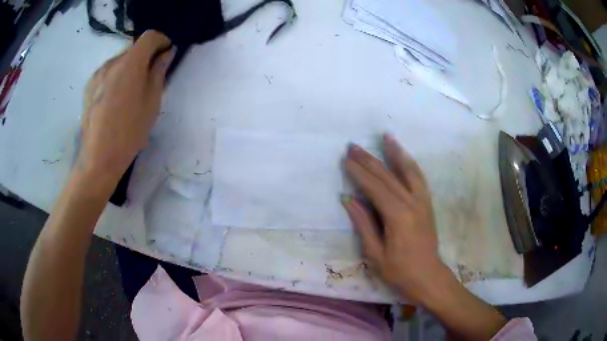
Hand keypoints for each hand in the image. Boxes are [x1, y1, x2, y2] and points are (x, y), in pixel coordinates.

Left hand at [79, 30, 174, 185]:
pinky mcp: (88, 86)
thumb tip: (166, 53)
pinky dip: (116, 76)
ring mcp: (97, 74)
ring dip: (130, 67)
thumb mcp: (152, 102)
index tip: (166, 54)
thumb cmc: (129, 132)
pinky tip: (116, 99)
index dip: (161, 41)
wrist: (98, 159)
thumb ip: (159, 72)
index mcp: (130, 64)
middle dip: (145, 56)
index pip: (149, 36)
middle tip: (150, 77)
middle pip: (133, 48)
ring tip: (131, 92)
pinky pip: (107, 72)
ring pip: (119, 60)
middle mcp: (111, 62)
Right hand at [342, 134, 446, 303]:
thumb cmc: (399, 270)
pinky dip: (410, 164)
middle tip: (354, 146)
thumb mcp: (375, 253)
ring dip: (396, 153)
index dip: (359, 173)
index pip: (375, 188)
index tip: (346, 159)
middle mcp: (412, 203)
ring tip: (386, 136)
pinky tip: (404, 156)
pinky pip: (419, 178)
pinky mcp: (427, 204)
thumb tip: (348, 199)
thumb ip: (363, 223)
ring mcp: (423, 202)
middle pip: (389, 176)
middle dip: (370, 160)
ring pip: (408, 171)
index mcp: (398, 216)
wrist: (428, 276)